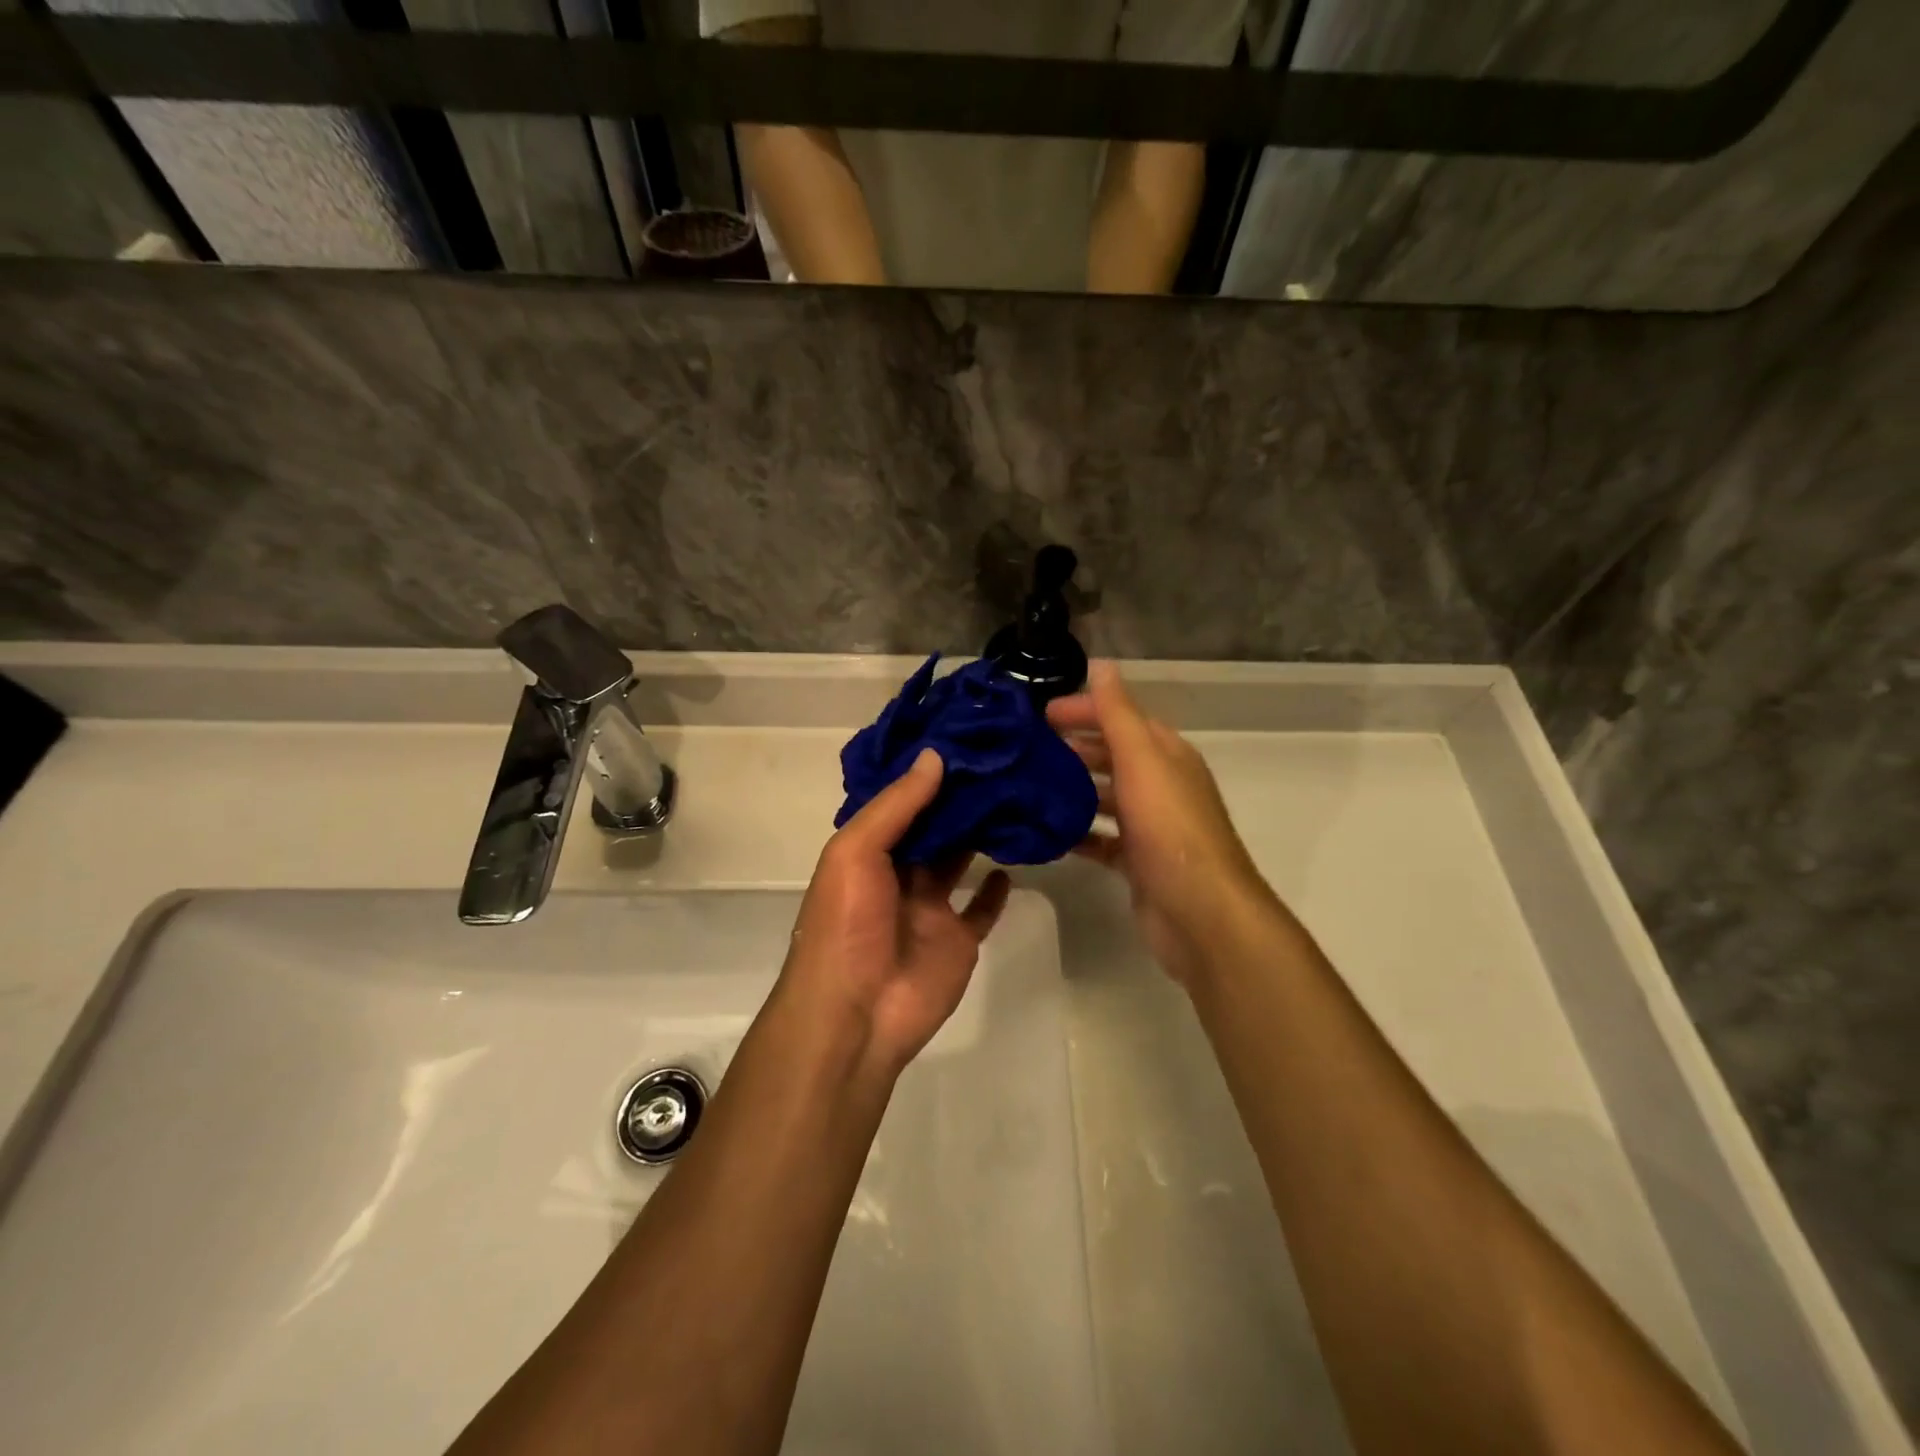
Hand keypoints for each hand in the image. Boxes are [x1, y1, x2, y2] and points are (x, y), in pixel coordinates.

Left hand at [780, 748, 1011, 1075]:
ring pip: (959, 860)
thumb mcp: (856, 852)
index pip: (899, 802)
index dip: (924, 773)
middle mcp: (898, 873)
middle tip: (1001, 760)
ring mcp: (929, 907)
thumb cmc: (847, 924)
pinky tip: (1014, 861)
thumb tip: (935, 757)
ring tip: (1015, 795)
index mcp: (867, 851)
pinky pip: (980, 909)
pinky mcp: (958, 938)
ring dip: (980, 833)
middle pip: (933, 827)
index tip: (961, 739)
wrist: (857, 1013)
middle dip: (959, 798)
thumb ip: (896, 805)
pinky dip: (995, 889)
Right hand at [1047, 662, 1278, 984]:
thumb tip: (1102, 664)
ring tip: (1028, 786)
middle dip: (1073, 748)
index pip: (1122, 718)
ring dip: (1072, 789)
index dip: (1084, 710)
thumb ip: (1118, 714)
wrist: (1200, 912)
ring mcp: (1150, 826)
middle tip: (1026, 750)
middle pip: (1112, 756)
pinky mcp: (1138, 862)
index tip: (1040, 714)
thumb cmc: (1170, 828)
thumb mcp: (1142, 760)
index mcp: (1166, 755)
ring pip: (1105, 797)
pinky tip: (1046, 833)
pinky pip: (1102, 839)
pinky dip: (1077, 833)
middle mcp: (1161, 785)